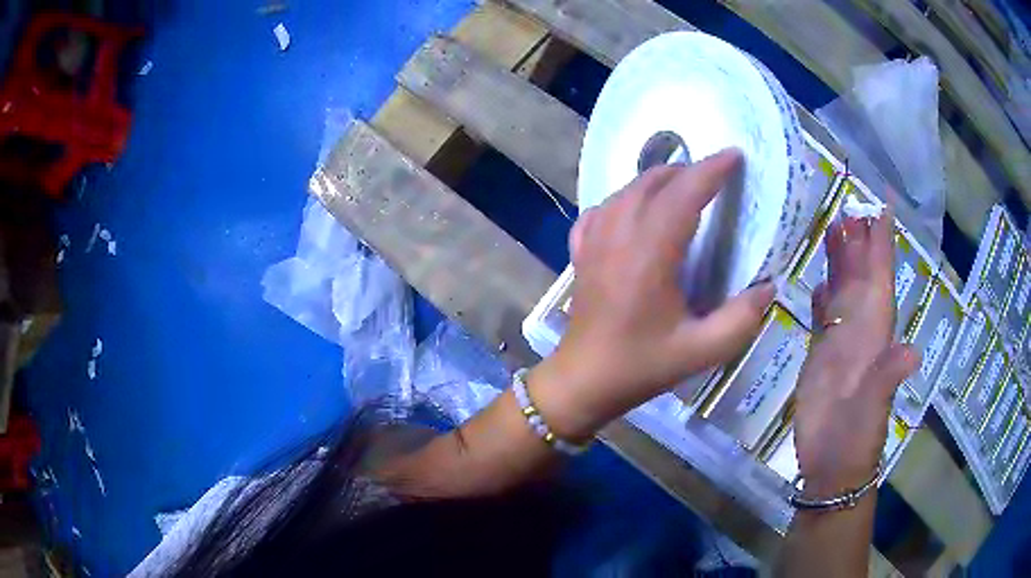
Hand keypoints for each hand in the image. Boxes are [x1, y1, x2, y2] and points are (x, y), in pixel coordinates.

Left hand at [528, 149, 775, 440]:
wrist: (583, 381)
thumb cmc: (641, 366)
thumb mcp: (701, 351)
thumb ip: (741, 319)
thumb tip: (769, 287)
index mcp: (650, 254)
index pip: (684, 194)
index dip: (711, 170)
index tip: (733, 155)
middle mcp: (619, 236)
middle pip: (652, 182)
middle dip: (687, 171)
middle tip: (714, 175)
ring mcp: (594, 242)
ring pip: (625, 191)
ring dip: (656, 180)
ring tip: (682, 186)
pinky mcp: (581, 253)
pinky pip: (601, 211)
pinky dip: (623, 200)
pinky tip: (634, 209)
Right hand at [794, 213, 918, 496]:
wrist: (832, 465)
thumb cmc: (855, 438)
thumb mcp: (873, 411)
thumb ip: (887, 379)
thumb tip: (912, 352)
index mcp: (875, 332)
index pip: (881, 276)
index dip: (883, 241)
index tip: (883, 204)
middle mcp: (861, 329)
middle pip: (860, 275)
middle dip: (857, 239)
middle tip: (850, 203)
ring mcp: (841, 341)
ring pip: (843, 290)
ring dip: (839, 260)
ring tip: (833, 226)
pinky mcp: (821, 355)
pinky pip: (824, 316)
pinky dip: (823, 296)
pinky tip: (820, 280)